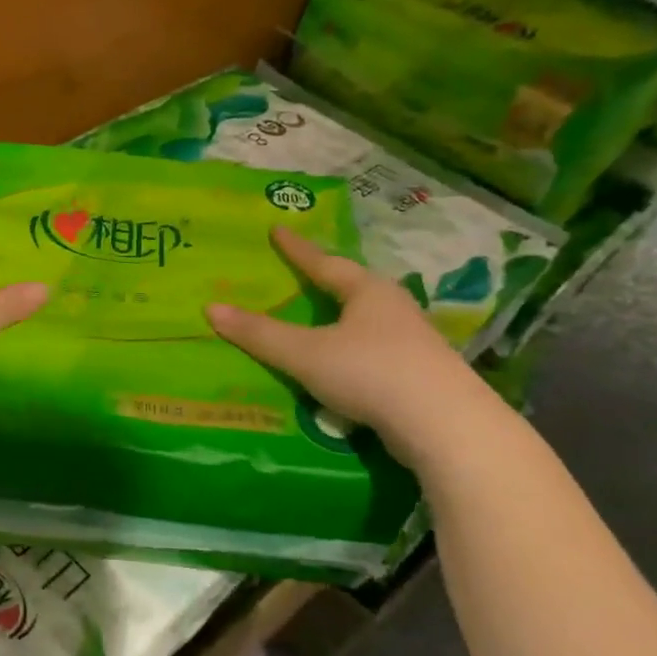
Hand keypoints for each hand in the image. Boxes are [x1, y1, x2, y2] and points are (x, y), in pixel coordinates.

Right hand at [206, 227, 492, 463]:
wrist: (445, 425)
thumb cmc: (371, 372)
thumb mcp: (306, 353)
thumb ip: (260, 334)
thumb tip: (211, 308)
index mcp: (368, 292)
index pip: (324, 263)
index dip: (297, 249)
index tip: (277, 230)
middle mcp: (393, 309)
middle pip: (353, 288)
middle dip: (328, 282)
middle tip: (302, 276)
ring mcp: (412, 342)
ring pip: (368, 322)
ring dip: (344, 320)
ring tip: (322, 322)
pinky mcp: (420, 376)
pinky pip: (376, 354)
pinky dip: (354, 354)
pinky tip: (345, 368)